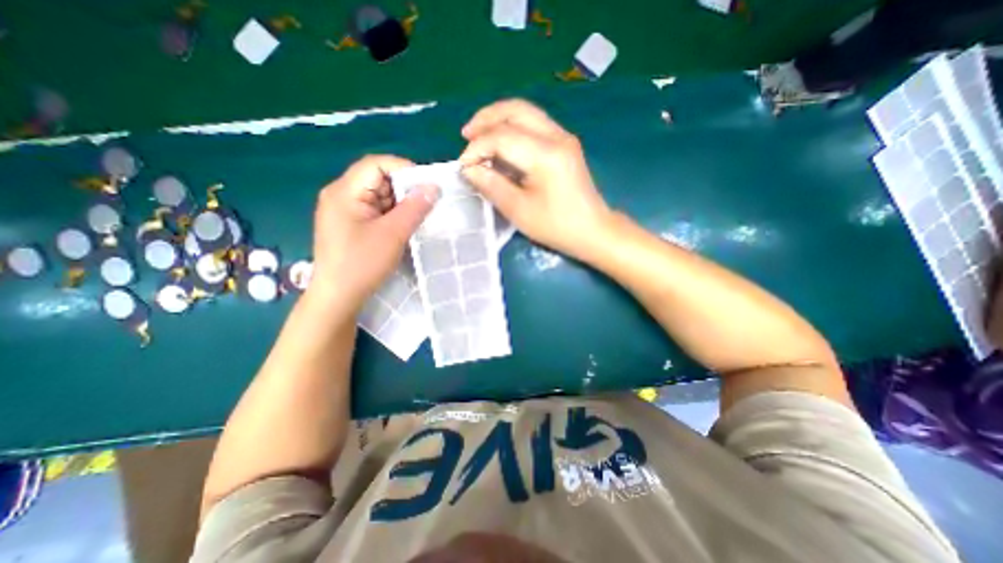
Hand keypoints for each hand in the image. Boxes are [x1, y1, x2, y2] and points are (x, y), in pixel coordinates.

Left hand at [309, 154, 439, 307]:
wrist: (338, 297)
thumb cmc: (362, 264)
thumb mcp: (393, 234)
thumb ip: (414, 207)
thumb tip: (433, 186)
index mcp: (344, 191)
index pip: (376, 164)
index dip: (404, 169)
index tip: (427, 186)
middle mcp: (341, 195)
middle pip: (377, 179)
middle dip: (404, 189)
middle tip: (426, 204)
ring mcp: (344, 211)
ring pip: (378, 196)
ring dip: (400, 204)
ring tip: (418, 217)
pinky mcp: (350, 225)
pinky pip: (375, 211)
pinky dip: (392, 215)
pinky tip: (404, 227)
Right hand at [457, 99, 610, 257]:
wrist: (593, 230)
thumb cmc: (556, 226)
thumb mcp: (519, 211)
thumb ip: (492, 186)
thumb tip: (469, 169)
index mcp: (545, 155)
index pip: (502, 137)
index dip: (477, 148)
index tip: (463, 167)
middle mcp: (556, 136)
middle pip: (515, 110)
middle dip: (486, 119)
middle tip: (466, 135)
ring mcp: (563, 137)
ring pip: (525, 112)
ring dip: (498, 119)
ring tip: (478, 135)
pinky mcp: (565, 144)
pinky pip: (534, 124)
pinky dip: (512, 128)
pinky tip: (501, 143)